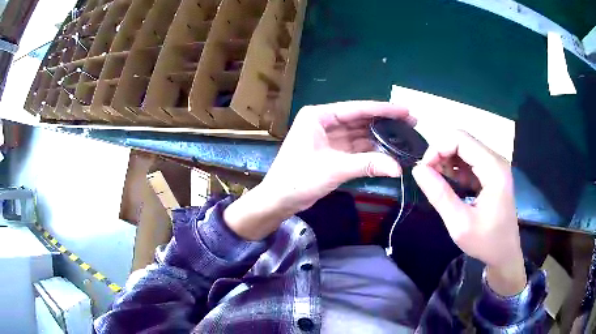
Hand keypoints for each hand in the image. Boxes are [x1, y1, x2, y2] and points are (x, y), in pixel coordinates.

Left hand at [224, 101, 413, 240]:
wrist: (279, 199)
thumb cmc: (299, 178)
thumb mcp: (334, 168)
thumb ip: (368, 164)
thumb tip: (398, 168)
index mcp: (319, 116)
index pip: (357, 109)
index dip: (383, 109)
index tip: (405, 110)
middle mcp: (324, 122)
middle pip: (360, 120)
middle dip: (385, 122)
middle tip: (411, 123)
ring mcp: (328, 137)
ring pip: (359, 134)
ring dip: (379, 137)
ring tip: (404, 137)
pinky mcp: (331, 151)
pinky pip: (355, 147)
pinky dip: (370, 150)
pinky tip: (388, 151)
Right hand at [412, 130, 525, 295]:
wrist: (505, 254)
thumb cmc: (486, 242)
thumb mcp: (459, 223)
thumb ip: (440, 195)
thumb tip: (418, 169)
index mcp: (493, 168)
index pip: (460, 139)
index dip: (437, 148)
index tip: (424, 170)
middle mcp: (496, 160)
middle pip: (462, 140)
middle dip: (440, 154)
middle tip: (428, 177)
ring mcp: (495, 165)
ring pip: (464, 149)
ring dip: (446, 160)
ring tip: (436, 182)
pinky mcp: (492, 173)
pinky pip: (469, 160)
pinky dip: (455, 168)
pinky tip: (448, 184)